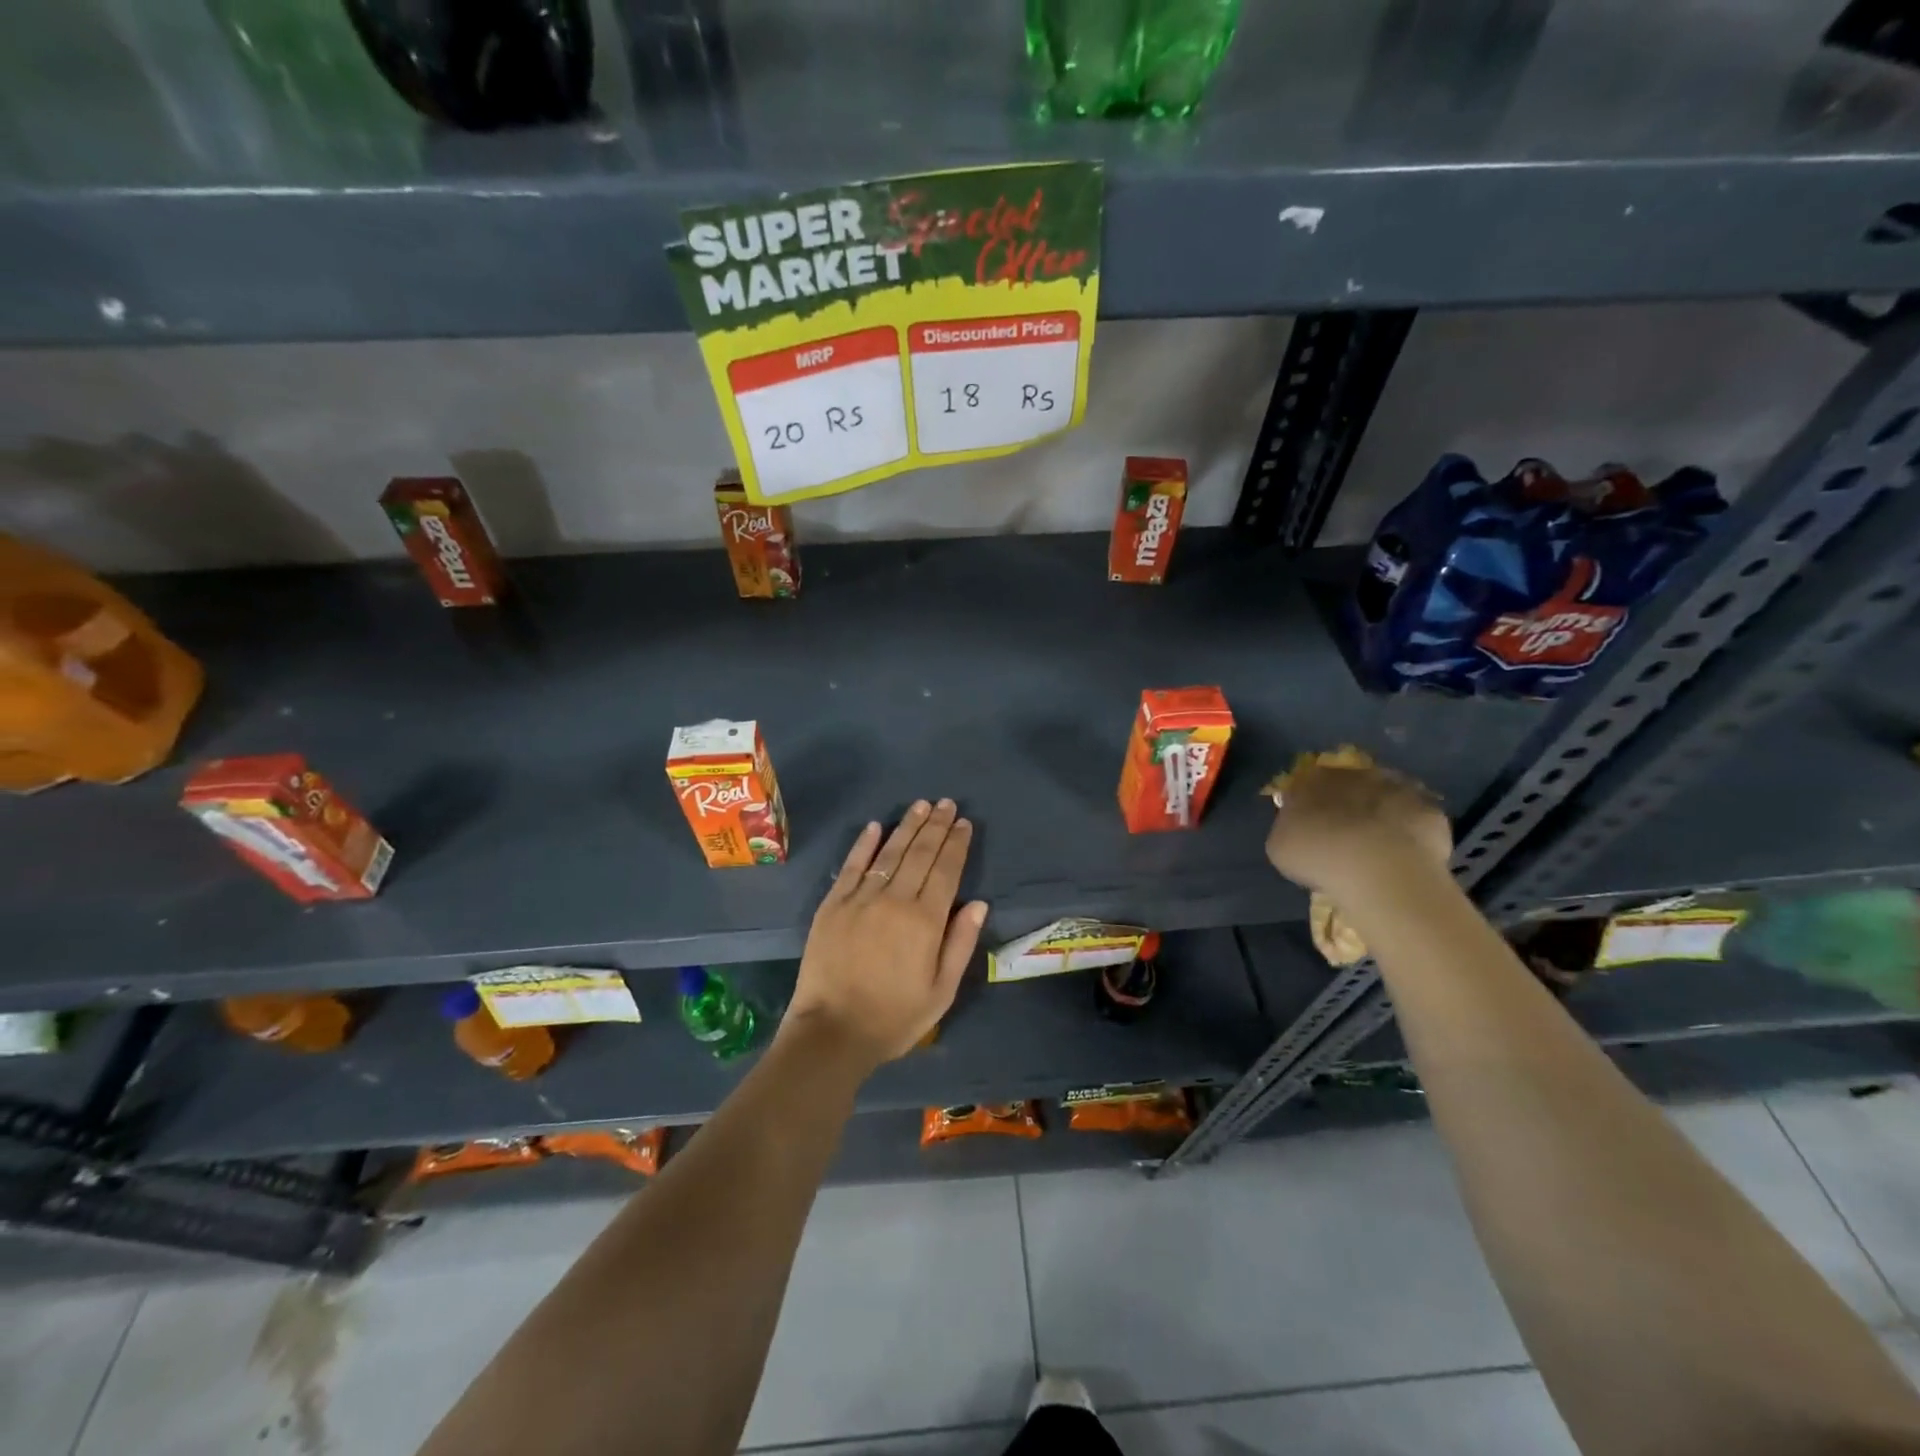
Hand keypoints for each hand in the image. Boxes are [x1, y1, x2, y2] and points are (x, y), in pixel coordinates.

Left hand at [783, 800, 988, 1074]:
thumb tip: (979, 903)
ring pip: (889, 853)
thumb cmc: (894, 1017)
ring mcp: (860, 899)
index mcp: (925, 921)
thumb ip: (961, 943)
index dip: (957, 844)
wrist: (831, 1032)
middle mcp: (895, 900)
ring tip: (921, 805)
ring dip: (907, 826)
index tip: (964, 823)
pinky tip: (875, 826)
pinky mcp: (832, 905)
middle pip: (920, 854)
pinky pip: (851, 866)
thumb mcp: (941, 991)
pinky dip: (864, 844)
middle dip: (936, 826)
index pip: (946, 871)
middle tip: (947, 803)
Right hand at [1264, 762, 1452, 902]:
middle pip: (1349, 786)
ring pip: (1384, 797)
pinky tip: (1404, 854)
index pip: (1306, 784)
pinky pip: (1416, 818)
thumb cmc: (1316, 855)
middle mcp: (1354, 773)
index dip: (1309, 804)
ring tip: (1378, 846)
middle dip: (1347, 805)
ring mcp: (1396, 788)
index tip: (1309, 825)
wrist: (1377, 866)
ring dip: (1380, 814)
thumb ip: (1289, 828)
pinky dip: (1410, 831)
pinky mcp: (1430, 809)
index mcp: (1312, 778)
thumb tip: (1297, 825)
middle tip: (1345, 835)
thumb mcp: (1281, 845)